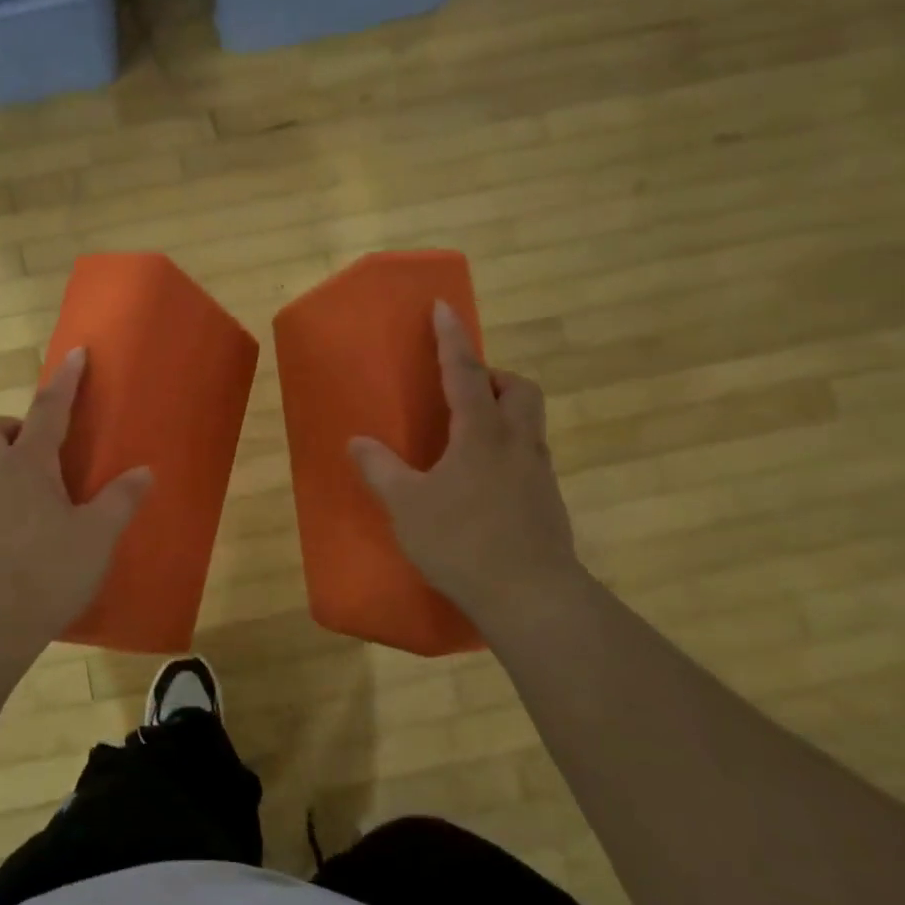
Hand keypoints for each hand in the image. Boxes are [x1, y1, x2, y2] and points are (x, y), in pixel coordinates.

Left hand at [0, 348, 152, 652]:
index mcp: (27, 466)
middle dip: (10, 427)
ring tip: (37, 497)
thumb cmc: (44, 572)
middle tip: (40, 451)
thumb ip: (120, 501)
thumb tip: (144, 472)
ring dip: (1, 466)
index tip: (74, 353)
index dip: (64, 380)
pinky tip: (20, 535)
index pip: (47, 409)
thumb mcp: (96, 537)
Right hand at [349, 302, 582, 623]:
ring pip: (529, 423)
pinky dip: (507, 451)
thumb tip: (357, 442)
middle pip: (519, 389)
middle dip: (494, 377)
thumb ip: (380, 470)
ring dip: (504, 413)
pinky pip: (529, 456)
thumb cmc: (463, 542)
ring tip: (468, 436)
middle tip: (465, 390)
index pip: (464, 372)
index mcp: (481, 434)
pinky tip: (482, 483)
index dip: (451, 338)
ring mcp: (539, 474)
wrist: (531, 597)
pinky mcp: (548, 502)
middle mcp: (518, 443)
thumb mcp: (407, 506)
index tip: (444, 307)